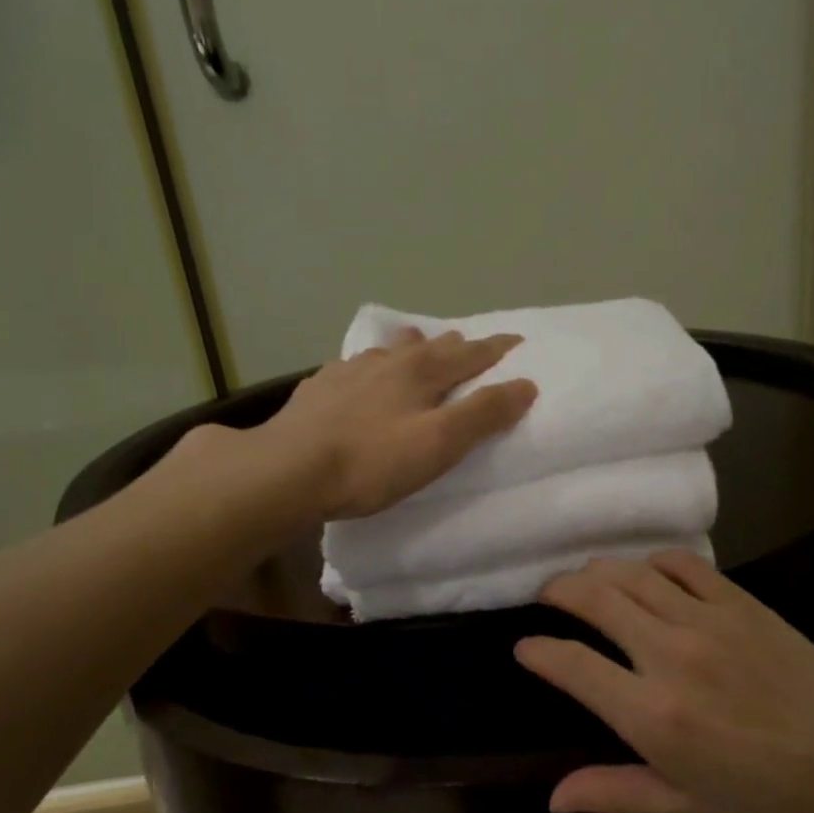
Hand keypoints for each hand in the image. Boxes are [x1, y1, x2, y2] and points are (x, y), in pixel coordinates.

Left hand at [258, 328, 535, 519]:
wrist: (287, 470)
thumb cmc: (372, 462)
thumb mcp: (439, 443)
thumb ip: (483, 413)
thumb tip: (526, 384)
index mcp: (422, 371)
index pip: (471, 354)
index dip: (497, 349)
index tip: (518, 343)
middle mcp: (387, 360)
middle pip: (431, 346)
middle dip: (456, 345)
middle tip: (471, 346)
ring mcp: (349, 370)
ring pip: (390, 350)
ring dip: (411, 348)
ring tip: (417, 345)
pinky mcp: (319, 388)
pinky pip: (355, 367)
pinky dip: (371, 366)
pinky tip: (359, 375)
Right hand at [514, 552, 813, 812]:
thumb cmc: (768, 800)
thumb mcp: (686, 807)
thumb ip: (614, 792)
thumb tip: (553, 798)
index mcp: (651, 714)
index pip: (571, 665)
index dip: (538, 651)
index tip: (525, 647)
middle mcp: (669, 655)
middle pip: (594, 598)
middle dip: (557, 591)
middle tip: (546, 596)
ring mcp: (705, 620)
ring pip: (631, 573)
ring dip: (598, 571)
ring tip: (586, 580)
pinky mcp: (738, 601)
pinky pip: (682, 564)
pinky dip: (653, 562)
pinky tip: (646, 573)